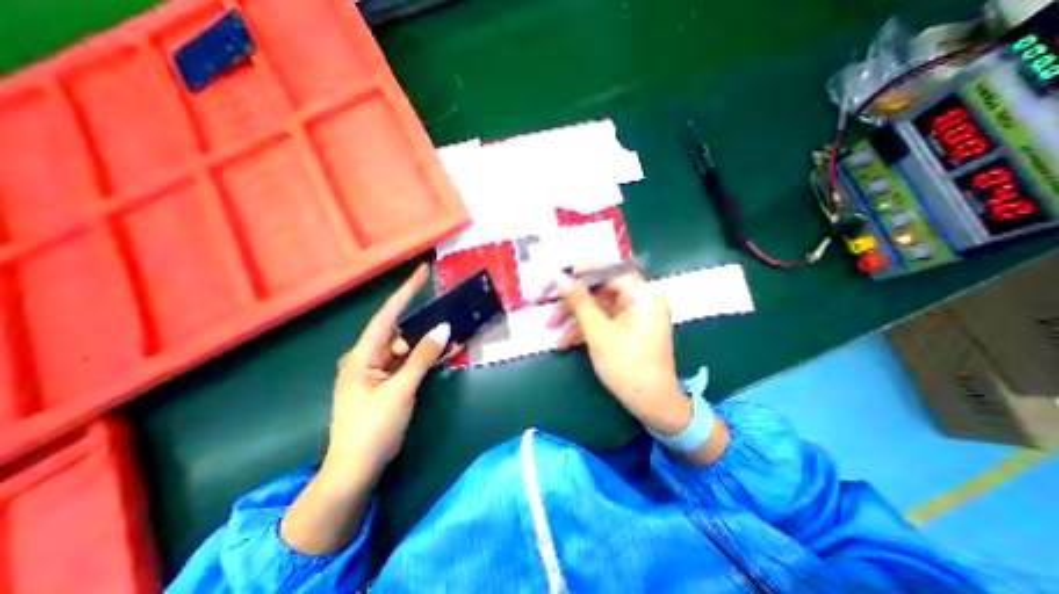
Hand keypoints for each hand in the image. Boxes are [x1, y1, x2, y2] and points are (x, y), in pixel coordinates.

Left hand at [281, 265, 445, 555]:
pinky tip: (443, 353)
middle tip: (450, 315)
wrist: (357, 468)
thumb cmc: (372, 429)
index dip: (405, 291)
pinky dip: (425, 358)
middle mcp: (368, 357)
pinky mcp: (388, 381)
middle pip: (400, 332)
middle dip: (424, 324)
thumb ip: (422, 358)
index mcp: (361, 356)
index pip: (387, 315)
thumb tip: (444, 328)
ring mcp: (378, 370)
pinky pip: (409, 362)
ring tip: (452, 335)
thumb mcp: (400, 391)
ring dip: (428, 343)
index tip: (421, 271)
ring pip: (407, 347)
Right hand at [547, 272, 695, 433]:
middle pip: (601, 291)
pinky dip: (584, 329)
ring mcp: (633, 317)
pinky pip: (603, 322)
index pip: (611, 272)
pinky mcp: (626, 330)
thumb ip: (579, 302)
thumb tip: (559, 277)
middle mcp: (640, 302)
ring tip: (551, 328)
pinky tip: (564, 342)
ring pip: (598, 308)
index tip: (560, 277)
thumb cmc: (627, 366)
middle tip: (549, 303)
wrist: (651, 405)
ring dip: (574, 318)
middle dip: (573, 301)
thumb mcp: (598, 332)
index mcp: (642, 296)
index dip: (583, 272)